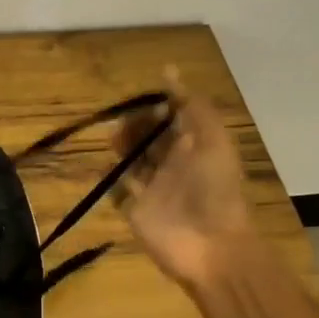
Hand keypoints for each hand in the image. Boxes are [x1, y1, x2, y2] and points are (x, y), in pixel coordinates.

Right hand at [113, 71, 254, 289]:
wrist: (212, 246)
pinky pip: (118, 190)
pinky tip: (103, 167)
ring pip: (132, 160)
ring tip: (112, 138)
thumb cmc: (215, 188)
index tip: (143, 98)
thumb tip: (168, 71)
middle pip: (149, 137)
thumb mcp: (212, 138)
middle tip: (122, 120)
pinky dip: (109, 178)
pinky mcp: (136, 210)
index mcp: (195, 146)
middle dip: (135, 125)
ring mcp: (154, 189)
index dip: (158, 105)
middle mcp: (174, 164)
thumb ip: (192, 105)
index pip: (172, 118)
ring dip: (121, 146)